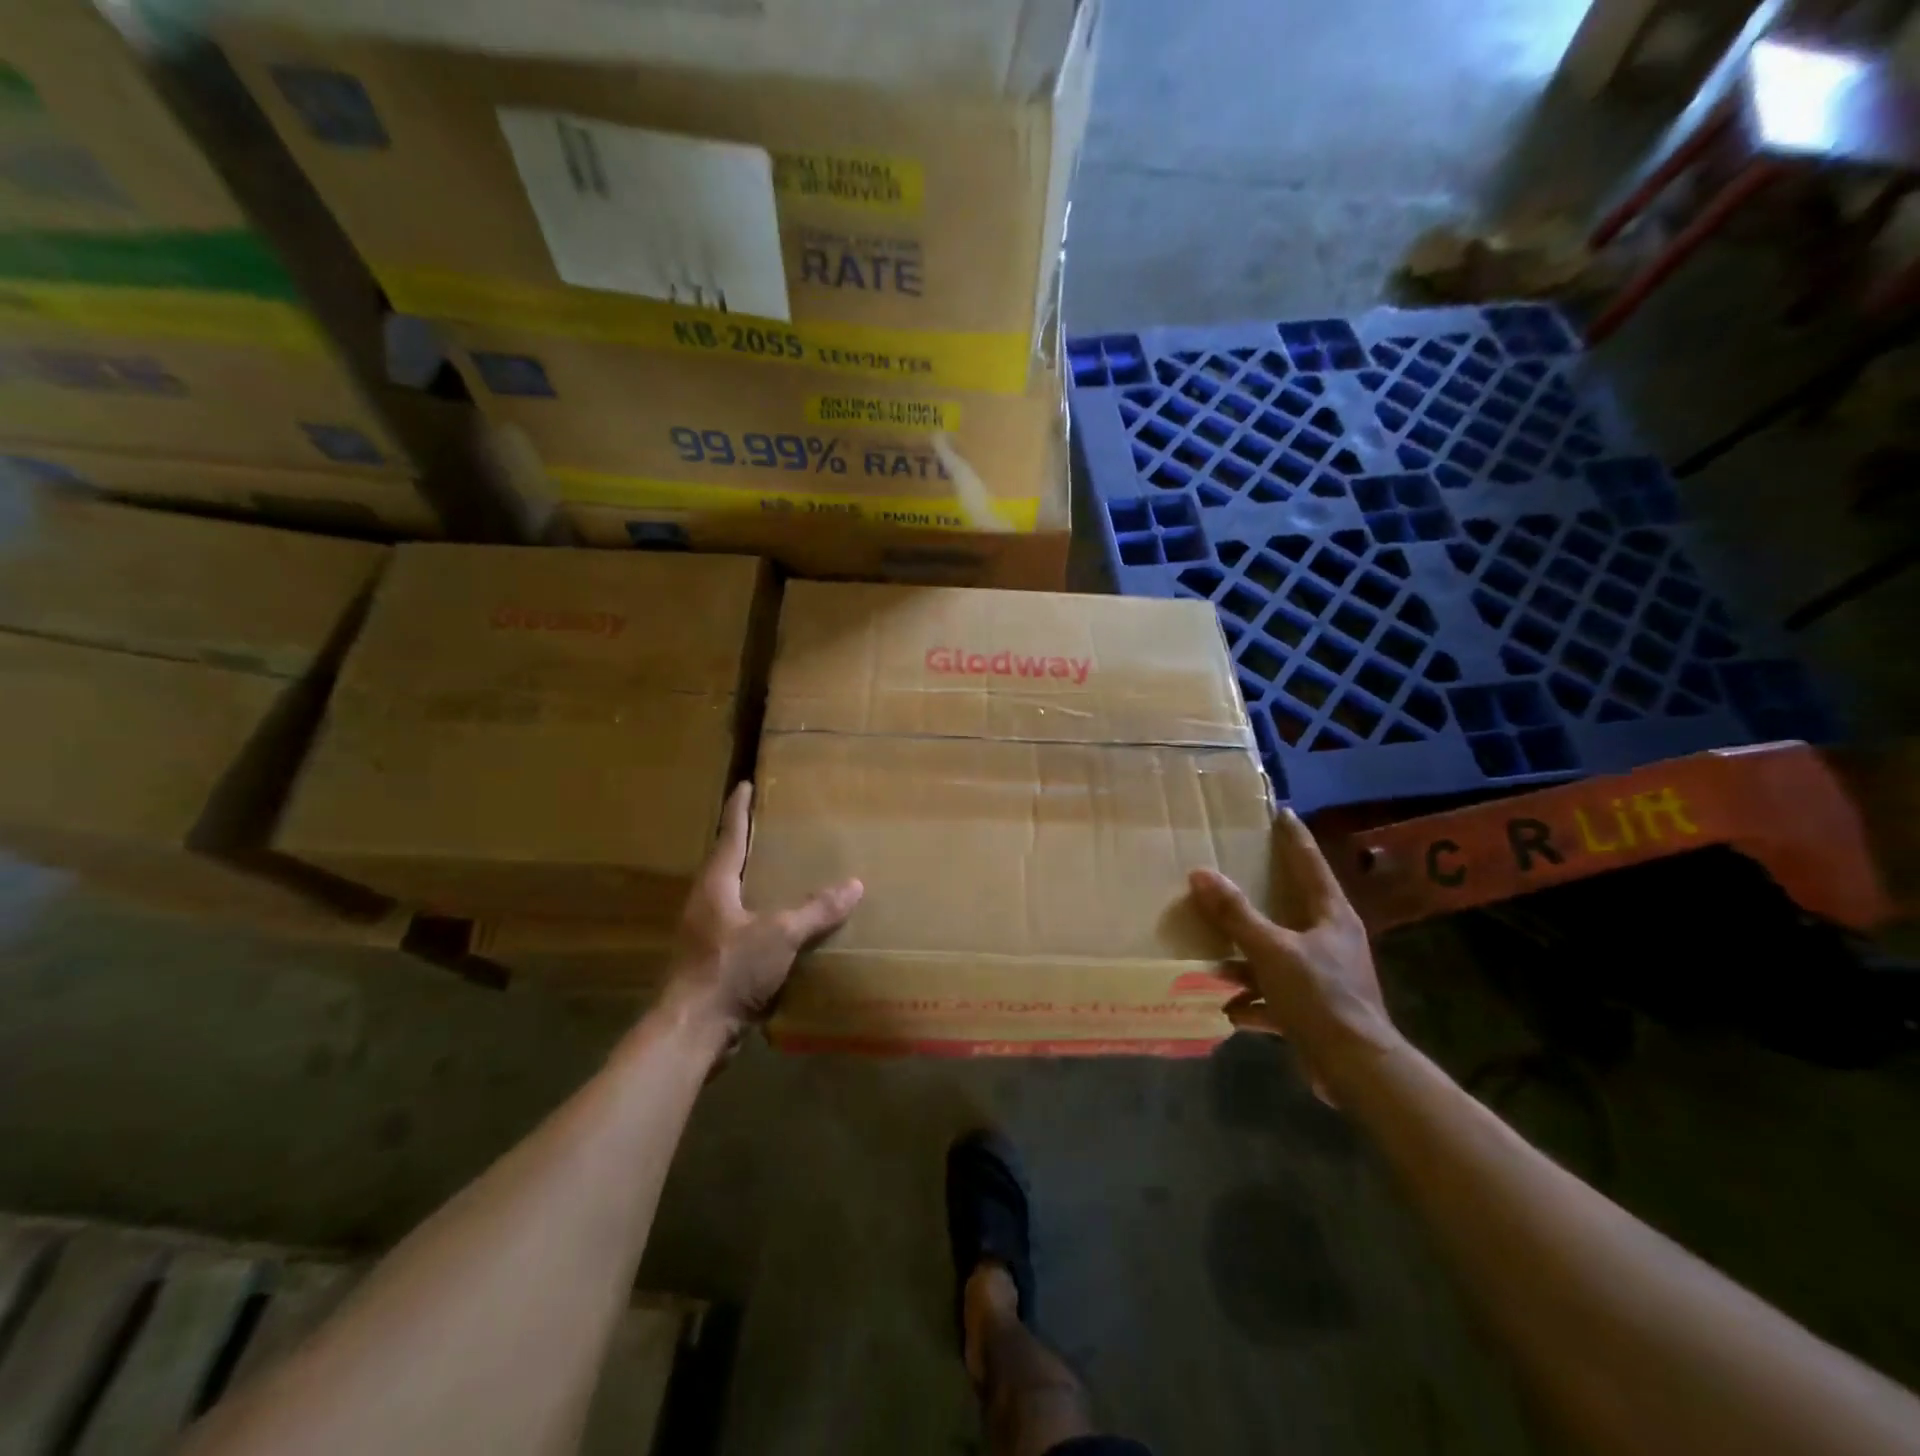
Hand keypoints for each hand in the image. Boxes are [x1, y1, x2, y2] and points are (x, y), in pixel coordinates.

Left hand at [664, 781, 862, 1041]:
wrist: (692, 1032)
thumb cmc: (729, 969)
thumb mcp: (780, 934)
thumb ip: (816, 910)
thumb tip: (854, 884)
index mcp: (715, 886)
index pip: (729, 836)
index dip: (738, 809)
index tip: (744, 784)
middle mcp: (705, 905)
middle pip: (727, 865)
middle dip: (747, 845)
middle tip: (773, 828)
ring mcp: (705, 936)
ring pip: (733, 899)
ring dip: (754, 884)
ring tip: (783, 875)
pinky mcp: (712, 963)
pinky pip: (741, 929)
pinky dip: (761, 920)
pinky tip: (783, 928)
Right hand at [1189, 810, 1398, 1099]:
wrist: (1357, 1069)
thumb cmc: (1321, 997)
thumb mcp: (1272, 951)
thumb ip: (1236, 914)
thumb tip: (1201, 874)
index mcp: (1331, 916)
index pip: (1310, 863)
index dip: (1294, 837)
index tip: (1281, 812)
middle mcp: (1330, 940)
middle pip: (1292, 906)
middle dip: (1261, 894)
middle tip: (1234, 871)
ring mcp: (1323, 976)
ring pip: (1278, 953)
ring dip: (1247, 955)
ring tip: (1212, 947)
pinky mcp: (1314, 1010)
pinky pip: (1274, 995)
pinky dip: (1251, 1001)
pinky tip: (1225, 1007)